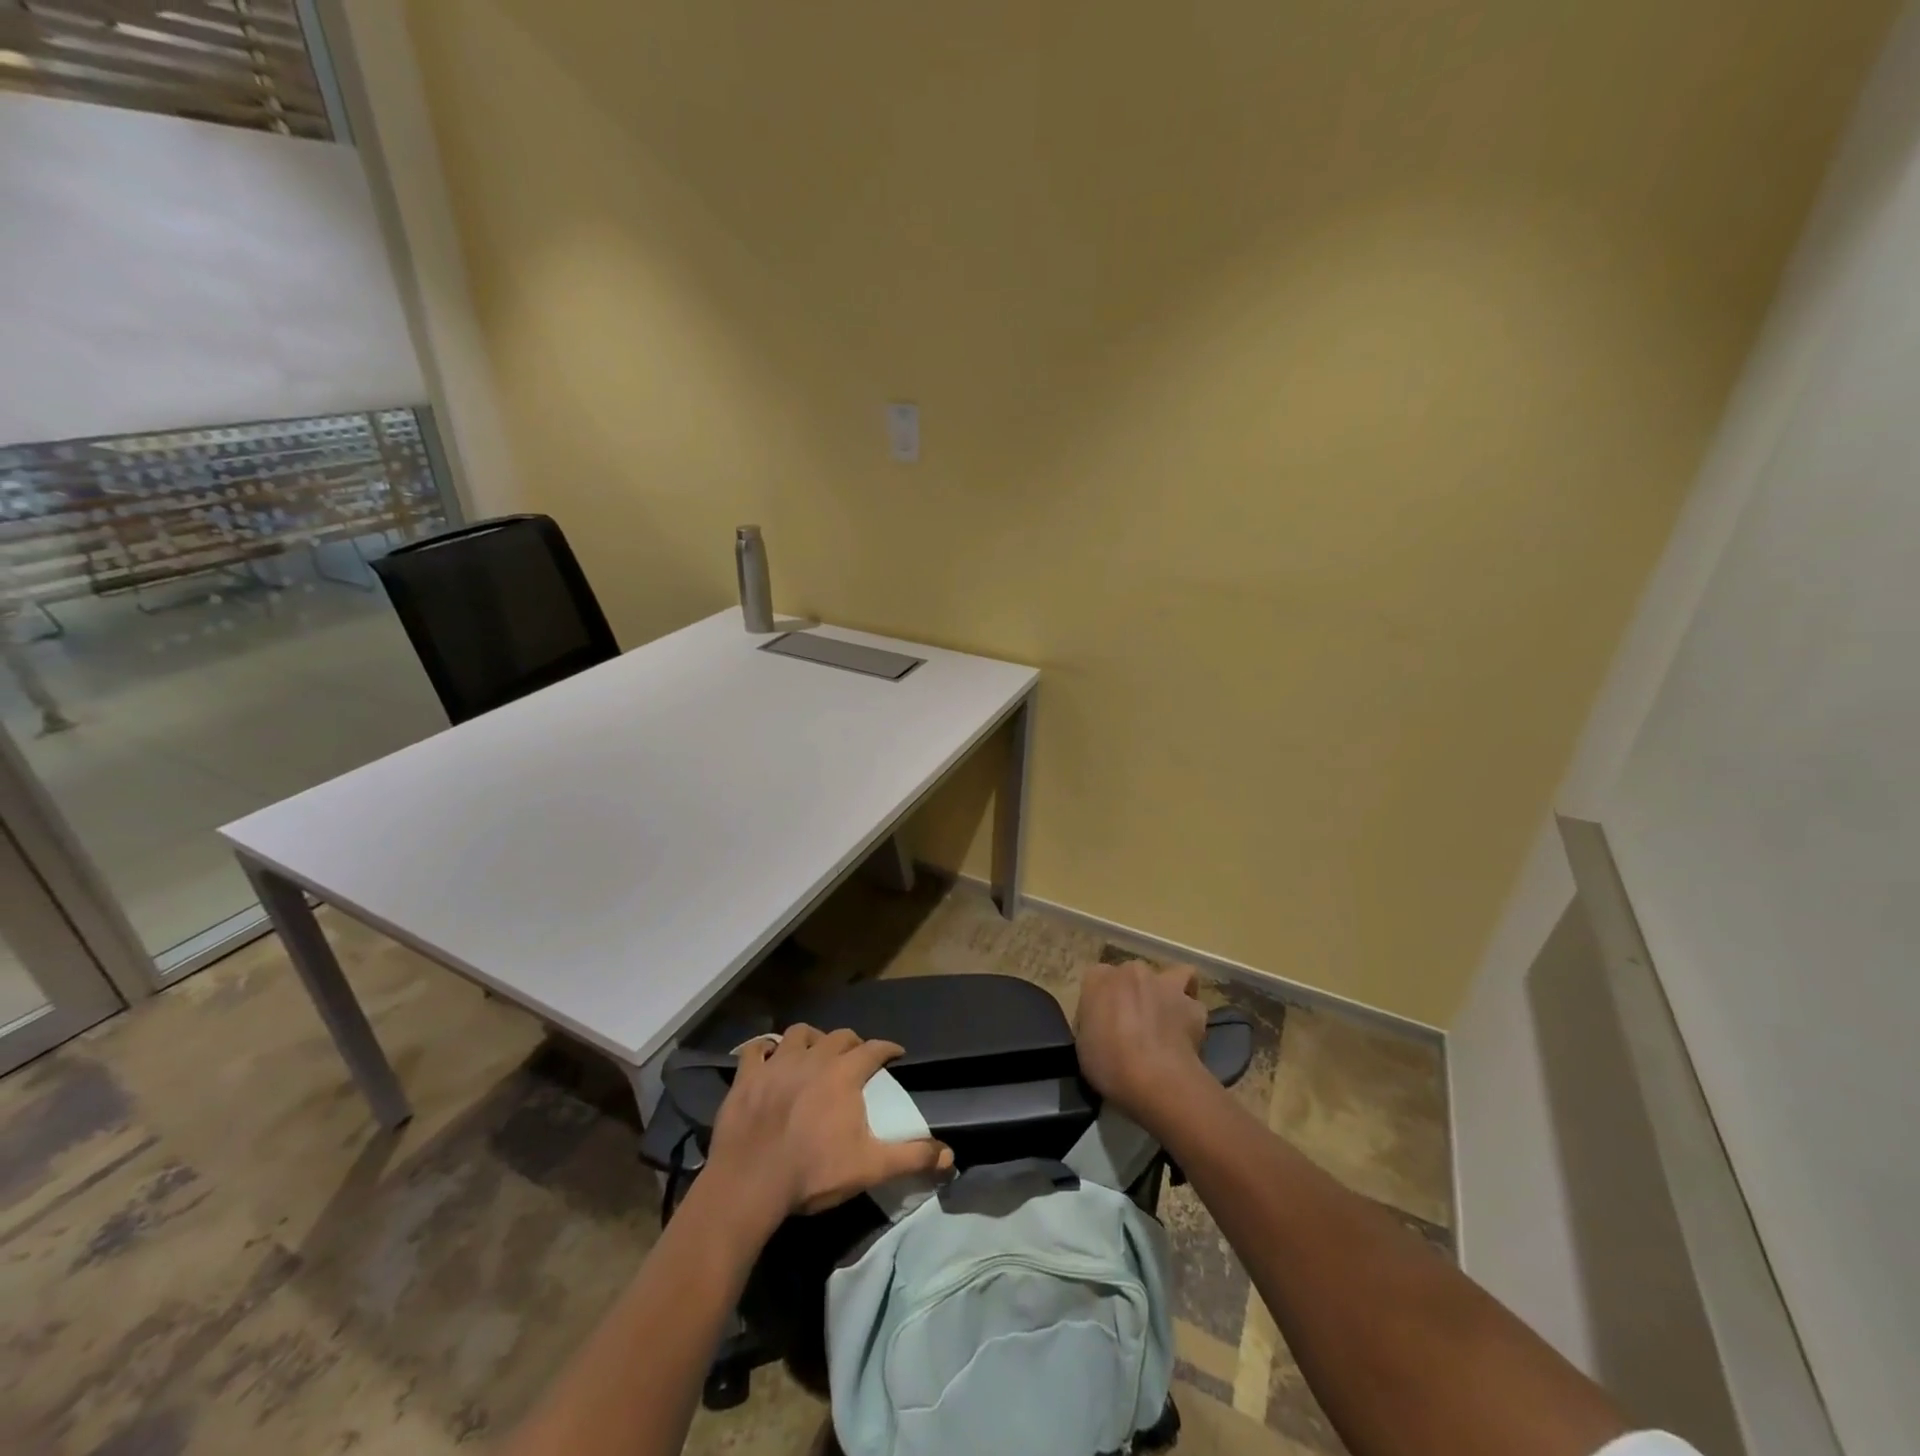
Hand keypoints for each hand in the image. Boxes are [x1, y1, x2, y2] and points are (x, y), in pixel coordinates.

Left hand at [704, 1025, 952, 1229]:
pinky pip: (756, 1049)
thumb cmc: (813, 1172)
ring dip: (811, 1039)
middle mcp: (813, 1057)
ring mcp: (777, 1063)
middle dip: (851, 1042)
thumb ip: (911, 1157)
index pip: (874, 1049)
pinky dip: (765, 1050)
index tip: (894, 1054)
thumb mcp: (869, 1167)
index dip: (887, 1049)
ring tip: (813, 1053)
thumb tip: (950, 1156)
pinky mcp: (747, 1076)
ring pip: (799, 1034)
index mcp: (844, 1073)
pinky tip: (768, 1058)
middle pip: (838, 1036)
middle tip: (855, 1057)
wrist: (750, 1183)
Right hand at [1074, 960, 1208, 1125]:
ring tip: (1167, 1017)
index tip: (1102, 1025)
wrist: (1155, 1078)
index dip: (1101, 1002)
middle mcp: (1131, 972)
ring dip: (1169, 992)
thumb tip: (1103, 1028)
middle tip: (1133, 1024)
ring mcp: (1165, 984)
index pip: (1096, 980)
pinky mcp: (1192, 1005)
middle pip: (1132, 975)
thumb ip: (1093, 1024)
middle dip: (1134, 993)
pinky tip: (1187, 1035)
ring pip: (1172, 975)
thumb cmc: (1109, 1063)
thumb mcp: (1083, 1046)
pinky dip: (1191, 1015)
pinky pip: (1194, 1004)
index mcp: (1098, 979)